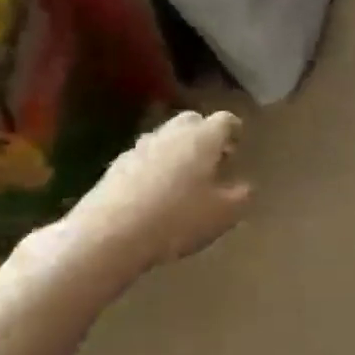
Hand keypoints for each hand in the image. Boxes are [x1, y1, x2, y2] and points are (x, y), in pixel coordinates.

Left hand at [56, 111, 251, 276]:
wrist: (109, 234)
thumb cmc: (178, 219)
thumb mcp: (224, 214)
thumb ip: (241, 196)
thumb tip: (245, 187)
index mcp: (203, 137)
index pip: (225, 120)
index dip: (234, 131)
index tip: (238, 145)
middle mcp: (171, 133)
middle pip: (192, 122)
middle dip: (205, 136)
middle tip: (213, 160)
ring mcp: (139, 147)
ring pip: (166, 139)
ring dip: (178, 151)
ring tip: (185, 178)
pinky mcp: (115, 166)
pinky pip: (145, 159)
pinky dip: (155, 168)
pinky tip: (157, 193)